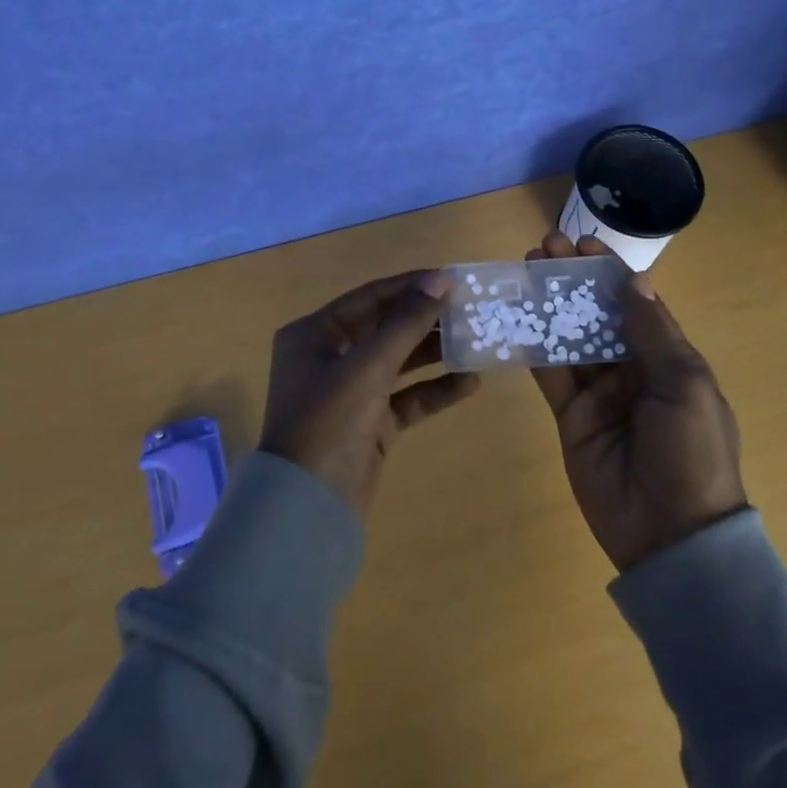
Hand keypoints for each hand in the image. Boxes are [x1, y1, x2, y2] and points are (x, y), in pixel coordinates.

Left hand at [260, 270, 480, 517]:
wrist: (308, 508)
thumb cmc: (328, 422)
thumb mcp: (367, 366)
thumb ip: (406, 322)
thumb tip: (442, 280)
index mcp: (314, 334)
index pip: (370, 297)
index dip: (411, 286)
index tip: (452, 279)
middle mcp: (329, 357)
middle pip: (385, 327)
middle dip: (426, 319)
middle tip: (471, 309)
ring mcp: (350, 391)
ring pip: (399, 362)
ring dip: (435, 353)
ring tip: (478, 340)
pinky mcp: (369, 422)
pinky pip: (407, 397)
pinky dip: (434, 390)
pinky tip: (470, 382)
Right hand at [526, 232, 748, 571]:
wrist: (671, 534)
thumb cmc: (691, 451)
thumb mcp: (685, 385)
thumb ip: (653, 332)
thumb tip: (633, 280)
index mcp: (667, 358)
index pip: (635, 302)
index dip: (608, 271)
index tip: (581, 243)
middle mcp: (632, 369)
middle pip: (596, 314)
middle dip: (572, 280)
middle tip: (542, 248)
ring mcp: (599, 393)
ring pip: (569, 338)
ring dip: (549, 305)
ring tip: (525, 271)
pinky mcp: (571, 417)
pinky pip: (551, 375)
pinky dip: (533, 347)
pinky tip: (515, 318)